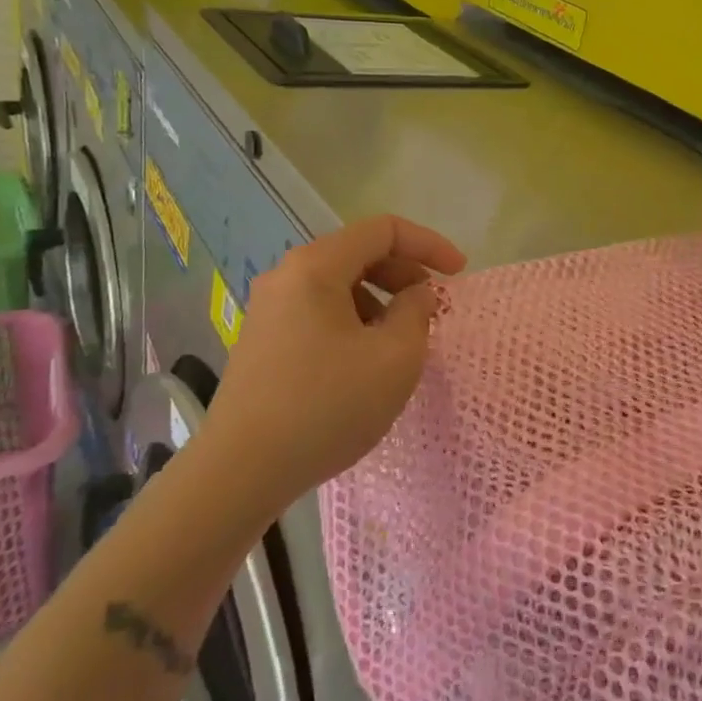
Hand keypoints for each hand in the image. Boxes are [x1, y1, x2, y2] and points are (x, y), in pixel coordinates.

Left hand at [200, 215, 464, 511]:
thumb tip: (415, 294)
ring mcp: (269, 310)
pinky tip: (364, 362)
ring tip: (401, 341)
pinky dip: (353, 322)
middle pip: (357, 254)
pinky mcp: (263, 341)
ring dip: (379, 301)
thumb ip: (416, 312)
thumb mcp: (395, 358)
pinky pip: (319, 313)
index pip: (383, 231)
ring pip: (338, 286)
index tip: (459, 274)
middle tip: (432, 307)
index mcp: (316, 267)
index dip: (429, 244)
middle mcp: (286, 277)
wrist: (242, 470)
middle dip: (404, 274)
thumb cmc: (328, 405)